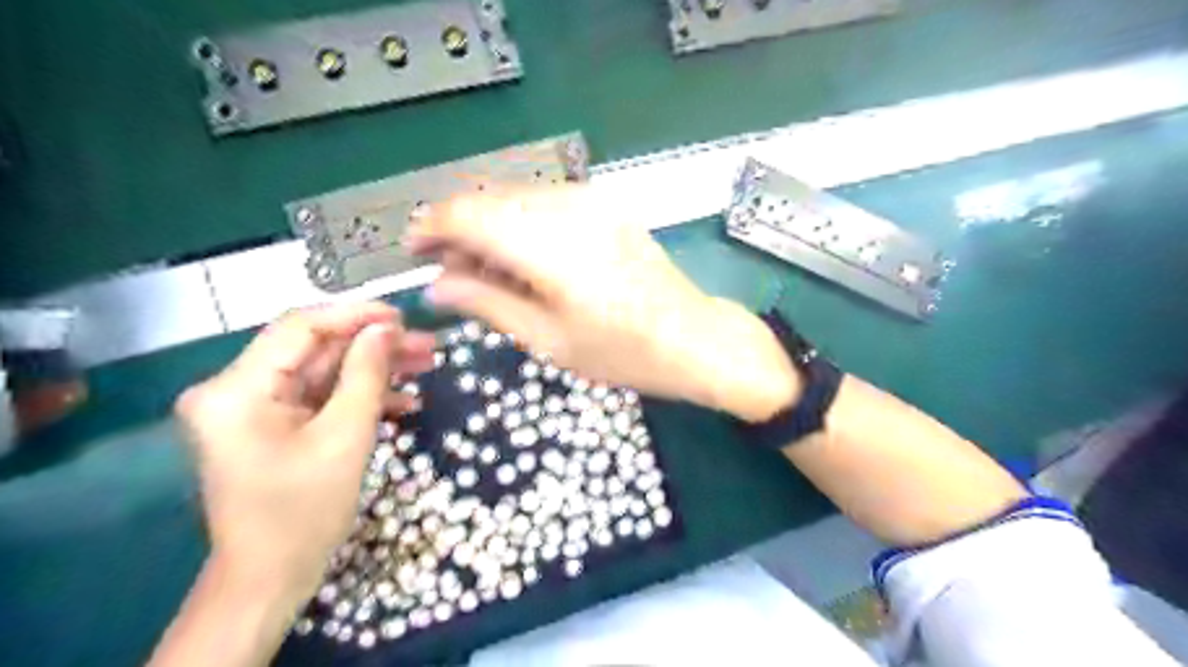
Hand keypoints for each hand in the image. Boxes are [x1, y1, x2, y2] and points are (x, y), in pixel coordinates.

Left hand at [174, 302, 433, 605]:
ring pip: (323, 371)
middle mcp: (234, 389)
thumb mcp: (346, 437)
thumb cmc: (304, 511)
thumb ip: (366, 374)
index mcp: (237, 390)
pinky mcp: (270, 423)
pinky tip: (404, 401)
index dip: (355, 315)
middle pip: (314, 349)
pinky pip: (319, 396)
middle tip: (426, 345)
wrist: (271, 576)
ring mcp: (252, 407)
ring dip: (374, 369)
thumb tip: (385, 328)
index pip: (299, 327)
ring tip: (425, 366)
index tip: (403, 316)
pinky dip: (359, 396)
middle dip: (374, 346)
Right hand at [404, 184, 801, 422]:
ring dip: (490, 228)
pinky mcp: (606, 207)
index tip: (414, 251)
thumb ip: (488, 303)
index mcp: (550, 246)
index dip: (432, 227)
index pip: (468, 214)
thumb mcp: (549, 339)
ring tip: (485, 274)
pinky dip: (521, 226)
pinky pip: (546, 204)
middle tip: (450, 274)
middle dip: (459, 231)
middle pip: (490, 201)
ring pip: (516, 199)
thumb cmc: (623, 352)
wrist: (695, 338)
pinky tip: (522, 260)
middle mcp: (568, 209)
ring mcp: (592, 203)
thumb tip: (438, 286)